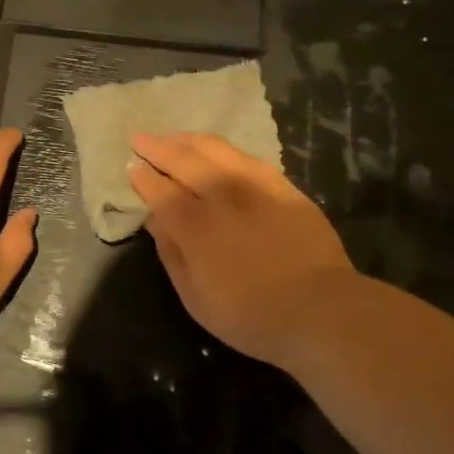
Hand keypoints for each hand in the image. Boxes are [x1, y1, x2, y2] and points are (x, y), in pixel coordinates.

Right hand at [129, 132, 357, 368]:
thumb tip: (154, 219)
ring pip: (213, 149)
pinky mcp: (281, 185)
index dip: (142, 177)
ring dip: (187, 140)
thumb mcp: (195, 298)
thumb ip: (171, 253)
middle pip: (182, 160)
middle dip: (157, 147)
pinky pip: (245, 156)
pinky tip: (215, 150)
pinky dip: (222, 149)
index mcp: (194, 225)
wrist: (321, 310)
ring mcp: (253, 185)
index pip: (159, 190)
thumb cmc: (251, 315)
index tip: (132, 167)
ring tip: (172, 137)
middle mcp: (220, 195)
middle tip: (140, 139)